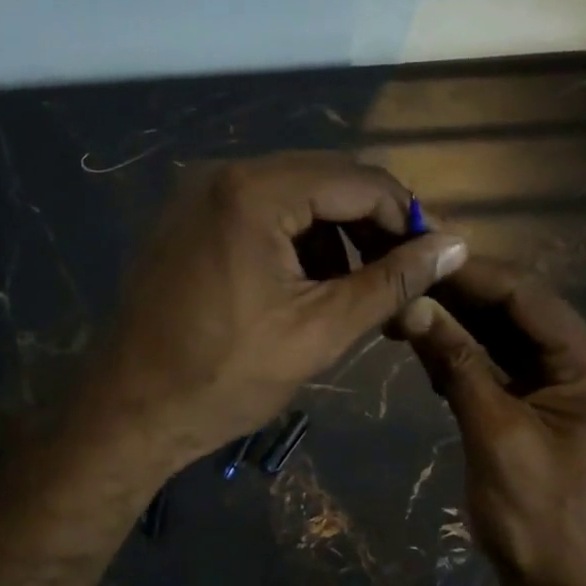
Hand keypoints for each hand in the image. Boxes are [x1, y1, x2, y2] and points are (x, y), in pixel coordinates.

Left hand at [88, 153, 467, 475]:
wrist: (130, 412)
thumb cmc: (225, 378)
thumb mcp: (320, 331)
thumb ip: (391, 283)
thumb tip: (455, 246)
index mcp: (254, 193)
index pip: (360, 181)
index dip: (408, 218)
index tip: (439, 258)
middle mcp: (223, 173)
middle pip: (327, 181)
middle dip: (373, 227)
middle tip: (407, 275)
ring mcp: (198, 194)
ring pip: (296, 196)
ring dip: (337, 236)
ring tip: (362, 290)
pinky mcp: (188, 219)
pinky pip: (261, 213)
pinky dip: (297, 242)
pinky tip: (312, 286)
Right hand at [398, 260, 585, 585]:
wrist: (563, 583)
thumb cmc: (538, 514)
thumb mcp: (495, 433)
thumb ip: (457, 364)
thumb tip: (414, 306)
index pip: (526, 297)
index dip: (471, 272)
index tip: (418, 252)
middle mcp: (579, 362)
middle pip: (514, 309)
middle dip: (458, 292)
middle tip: (401, 272)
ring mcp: (556, 383)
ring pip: (501, 334)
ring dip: (454, 320)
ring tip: (402, 301)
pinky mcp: (534, 403)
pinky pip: (495, 364)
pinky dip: (460, 354)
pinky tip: (423, 343)